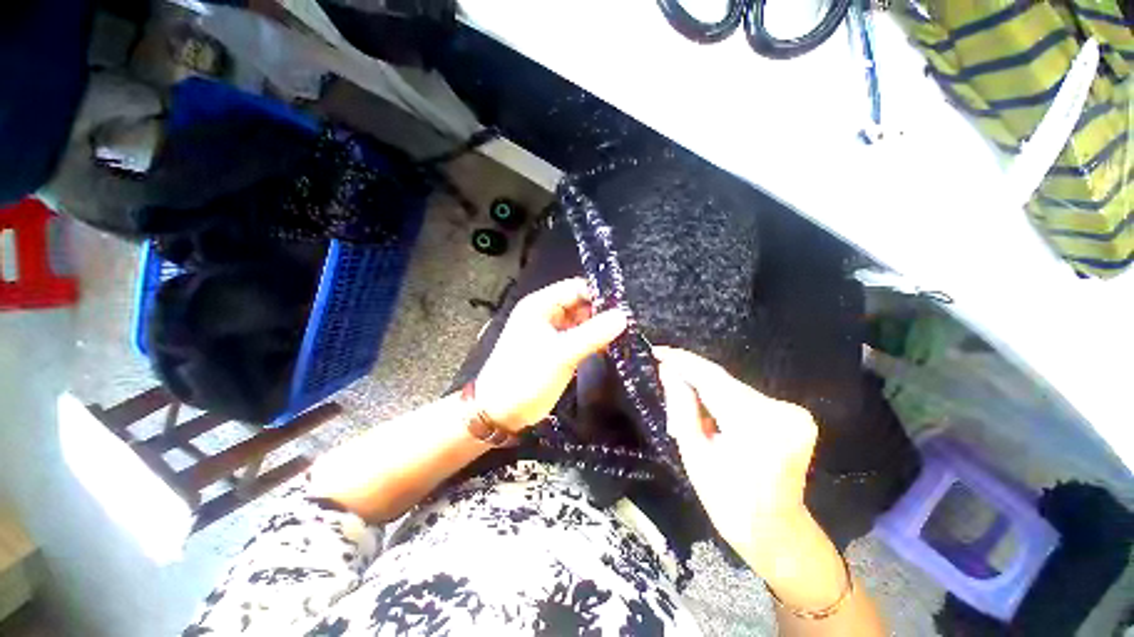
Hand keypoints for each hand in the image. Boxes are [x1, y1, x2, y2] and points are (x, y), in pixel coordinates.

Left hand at [474, 278, 627, 432]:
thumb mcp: (561, 353)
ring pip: (582, 321)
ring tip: (628, 331)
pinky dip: (594, 341)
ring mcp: (553, 332)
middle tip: (631, 320)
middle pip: (581, 303)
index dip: (599, 294)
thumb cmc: (525, 376)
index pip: (576, 288)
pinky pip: (580, 338)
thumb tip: (623, 316)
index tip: (626, 305)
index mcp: (540, 305)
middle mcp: (547, 314)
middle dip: (603, 311)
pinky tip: (614, 346)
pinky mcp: (559, 349)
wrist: (502, 412)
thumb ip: (593, 334)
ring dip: (600, 327)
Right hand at [655, 346, 818, 561]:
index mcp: (756, 428)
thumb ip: (681, 406)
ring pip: (733, 387)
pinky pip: (747, 396)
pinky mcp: (796, 414)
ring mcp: (794, 413)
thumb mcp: (694, 454)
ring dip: (707, 390)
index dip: (683, 361)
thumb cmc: (729, 501)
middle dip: (691, 379)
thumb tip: (668, 370)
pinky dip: (725, 398)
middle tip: (666, 380)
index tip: (659, 351)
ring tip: (688, 404)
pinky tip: (713, 413)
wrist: (776, 530)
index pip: (712, 379)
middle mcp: (782, 412)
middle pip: (723, 382)